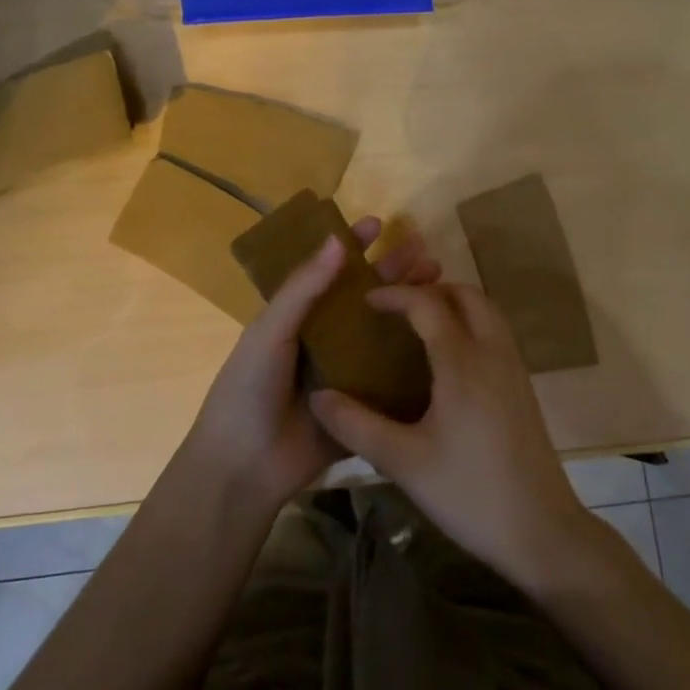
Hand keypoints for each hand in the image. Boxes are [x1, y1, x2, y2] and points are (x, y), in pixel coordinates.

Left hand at [181, 216, 440, 515]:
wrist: (245, 465)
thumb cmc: (249, 388)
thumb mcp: (270, 331)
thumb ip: (302, 288)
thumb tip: (337, 240)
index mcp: (299, 317)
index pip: (330, 272)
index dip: (352, 247)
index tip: (379, 224)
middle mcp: (326, 338)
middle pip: (366, 297)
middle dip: (393, 272)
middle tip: (426, 252)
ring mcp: (348, 371)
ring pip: (384, 331)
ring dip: (409, 307)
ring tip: (441, 284)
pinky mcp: (364, 404)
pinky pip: (393, 375)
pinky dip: (415, 356)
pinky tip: (444, 339)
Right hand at [308, 283, 590, 585]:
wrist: (541, 530)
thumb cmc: (469, 493)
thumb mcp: (403, 462)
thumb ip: (356, 425)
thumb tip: (317, 397)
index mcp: (463, 363)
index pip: (428, 305)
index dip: (395, 295)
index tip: (366, 301)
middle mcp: (493, 353)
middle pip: (467, 295)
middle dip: (430, 290)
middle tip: (396, 309)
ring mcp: (514, 369)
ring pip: (487, 312)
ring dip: (454, 306)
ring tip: (418, 328)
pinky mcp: (523, 388)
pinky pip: (496, 335)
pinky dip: (471, 326)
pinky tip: (447, 362)